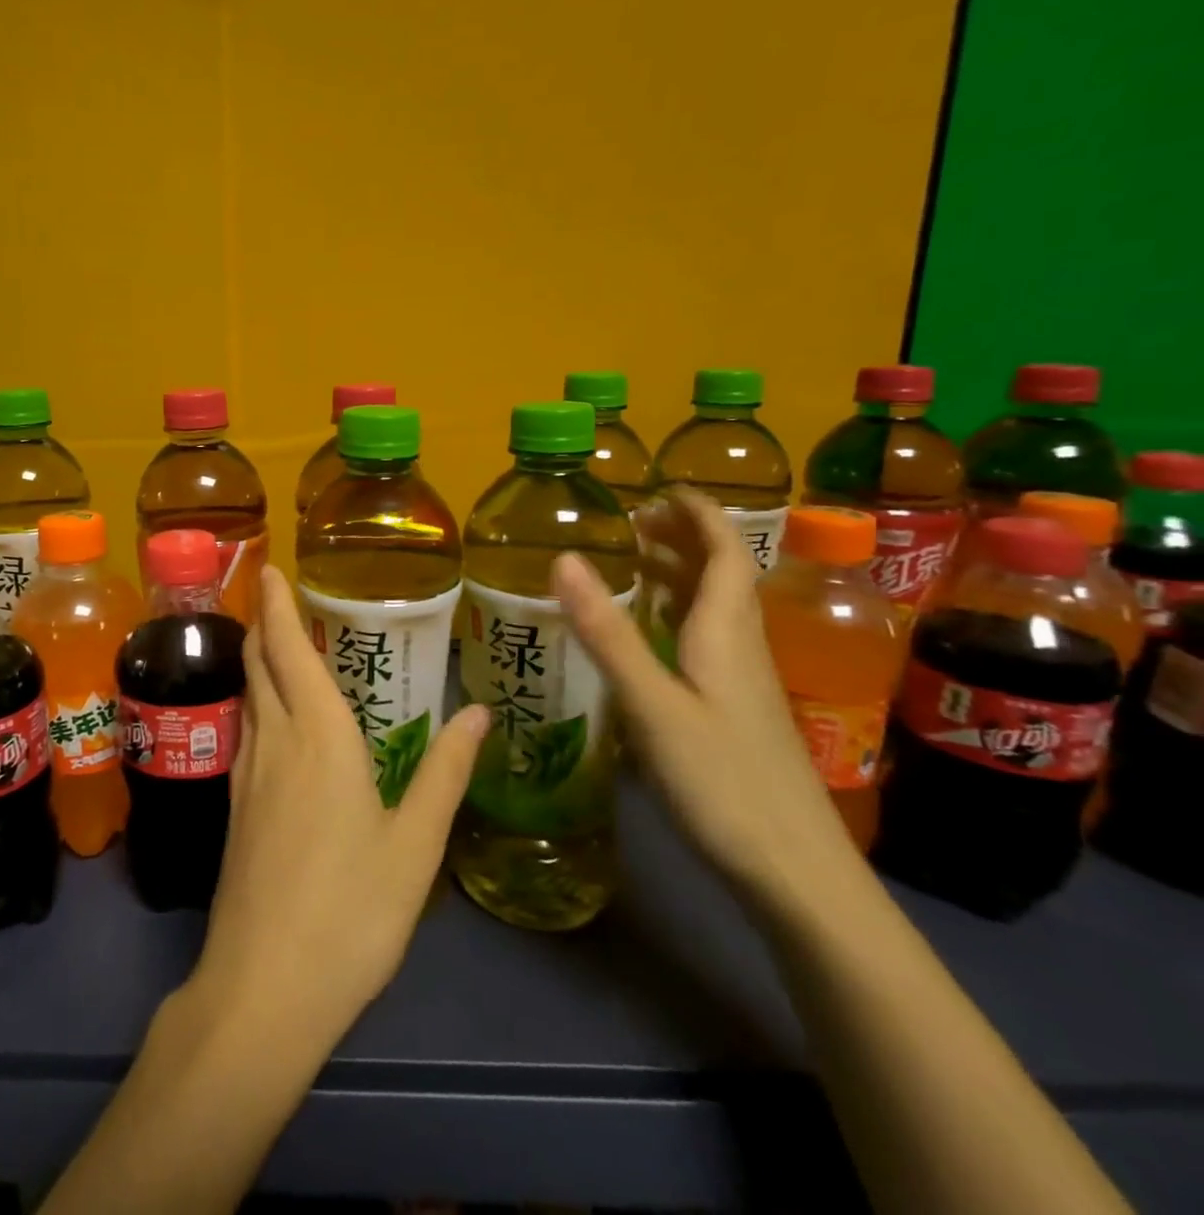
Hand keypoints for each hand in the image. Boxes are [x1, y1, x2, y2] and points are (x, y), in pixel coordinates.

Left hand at [185, 565, 489, 1050]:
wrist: (265, 984)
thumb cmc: (352, 911)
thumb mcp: (415, 844)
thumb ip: (446, 772)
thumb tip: (478, 710)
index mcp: (319, 737)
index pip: (288, 650)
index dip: (276, 605)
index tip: (268, 569)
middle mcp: (274, 740)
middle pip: (258, 664)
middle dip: (262, 623)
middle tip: (271, 594)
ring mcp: (246, 773)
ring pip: (248, 696)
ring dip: (256, 659)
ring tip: (275, 641)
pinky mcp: (234, 805)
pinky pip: (246, 729)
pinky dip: (257, 700)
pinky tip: (273, 716)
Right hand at [550, 489, 861, 915]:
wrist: (795, 874)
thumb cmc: (723, 781)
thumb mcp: (653, 705)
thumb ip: (608, 633)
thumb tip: (564, 558)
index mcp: (725, 632)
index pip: (724, 552)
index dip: (699, 513)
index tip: (661, 487)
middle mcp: (739, 646)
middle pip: (720, 575)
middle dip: (682, 537)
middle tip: (632, 520)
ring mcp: (741, 682)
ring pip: (713, 608)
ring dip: (679, 574)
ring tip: (634, 560)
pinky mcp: (735, 711)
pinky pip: (705, 640)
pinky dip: (676, 615)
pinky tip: (651, 634)